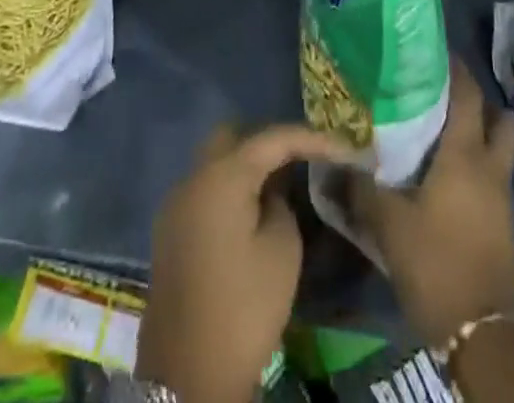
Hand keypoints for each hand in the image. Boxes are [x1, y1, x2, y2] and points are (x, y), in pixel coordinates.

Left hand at [140, 123, 353, 402]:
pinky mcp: (170, 231)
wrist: (187, 376)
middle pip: (235, 136)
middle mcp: (194, 177)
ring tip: (283, 181)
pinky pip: (205, 189)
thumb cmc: (243, 308)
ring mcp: (176, 203)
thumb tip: (272, 191)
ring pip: (216, 162)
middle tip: (302, 157)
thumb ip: (282, 203)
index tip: (342, 147)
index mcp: (222, 175)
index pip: (273, 138)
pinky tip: (253, 208)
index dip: (311, 138)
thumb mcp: (282, 251)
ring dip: (247, 164)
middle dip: (270, 140)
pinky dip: (230, 187)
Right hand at [349, 63, 513, 345]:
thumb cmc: (435, 261)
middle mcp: (488, 165)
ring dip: (481, 132)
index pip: (467, 93)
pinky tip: (448, 173)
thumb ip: (360, 188)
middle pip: (497, 116)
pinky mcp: (502, 221)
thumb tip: (334, 162)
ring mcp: (500, 195)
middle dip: (475, 99)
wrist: (480, 332)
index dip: (454, 68)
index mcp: (464, 153)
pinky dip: (478, 162)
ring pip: (499, 146)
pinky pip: (493, 174)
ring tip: (444, 129)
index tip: (432, 52)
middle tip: (441, 92)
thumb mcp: (387, 223)